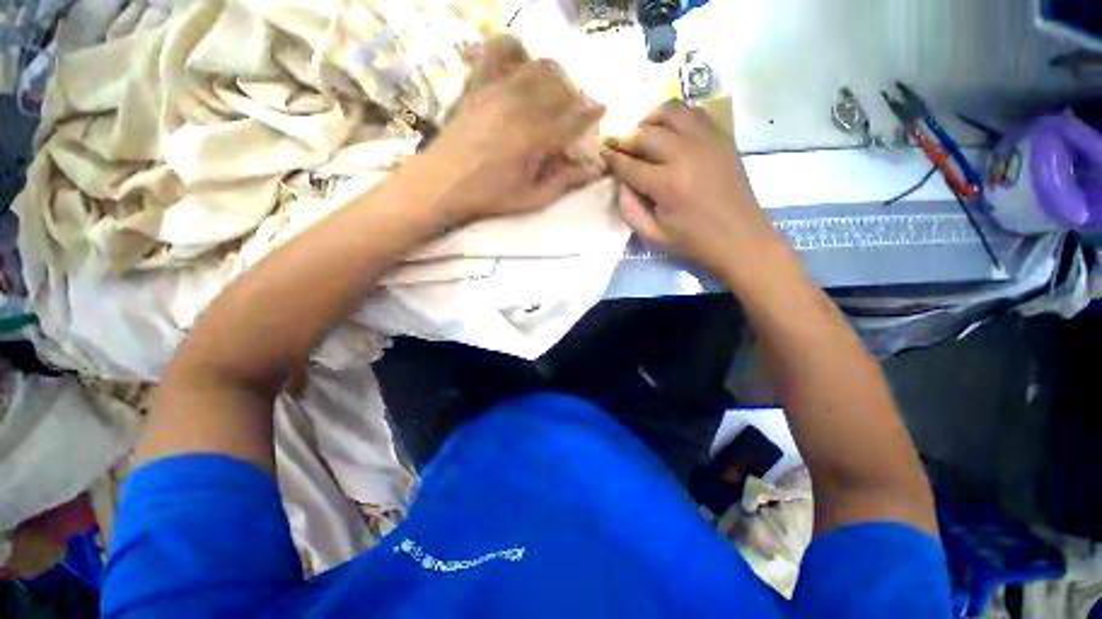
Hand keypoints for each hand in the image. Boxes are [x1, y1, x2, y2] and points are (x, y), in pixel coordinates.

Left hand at [405, 36, 605, 224]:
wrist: (442, 183)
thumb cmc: (489, 196)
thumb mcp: (531, 199)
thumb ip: (564, 182)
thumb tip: (592, 170)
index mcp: (535, 138)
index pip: (576, 117)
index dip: (593, 113)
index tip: (601, 111)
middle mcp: (521, 105)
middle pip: (563, 88)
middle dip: (575, 99)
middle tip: (573, 117)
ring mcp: (498, 89)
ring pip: (540, 66)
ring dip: (556, 78)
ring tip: (554, 96)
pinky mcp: (479, 83)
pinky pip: (499, 50)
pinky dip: (517, 51)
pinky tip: (521, 68)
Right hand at [600, 101, 785, 280]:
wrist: (740, 238)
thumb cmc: (692, 241)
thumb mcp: (652, 235)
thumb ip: (629, 208)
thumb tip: (621, 181)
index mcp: (667, 184)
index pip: (629, 164)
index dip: (612, 157)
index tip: (602, 151)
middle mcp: (685, 155)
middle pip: (647, 133)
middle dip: (627, 139)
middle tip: (621, 148)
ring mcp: (707, 141)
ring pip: (672, 111)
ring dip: (651, 119)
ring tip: (645, 133)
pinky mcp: (722, 138)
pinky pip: (695, 113)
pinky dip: (676, 117)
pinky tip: (671, 131)